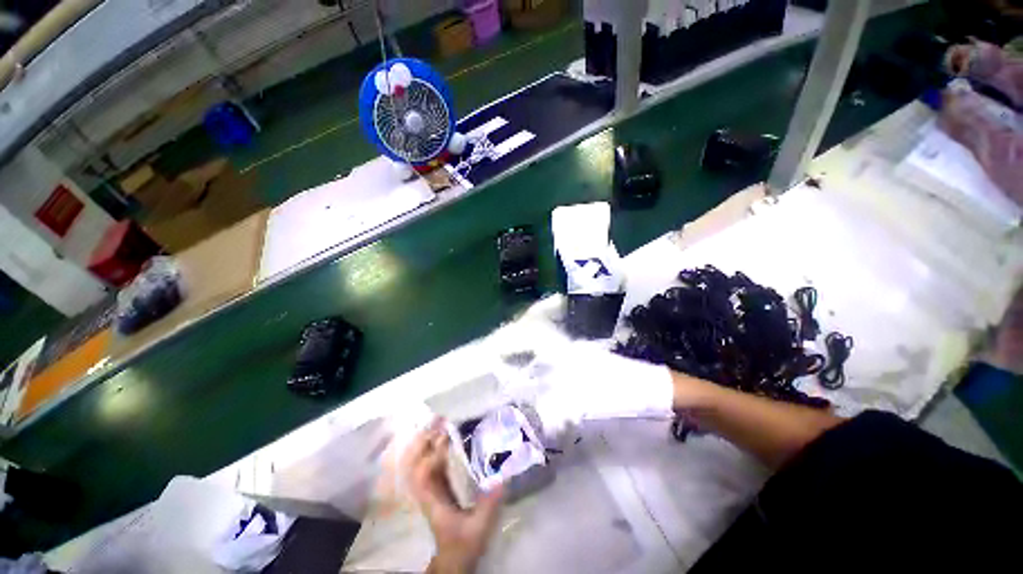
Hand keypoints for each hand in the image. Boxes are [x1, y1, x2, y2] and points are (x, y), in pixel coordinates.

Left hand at [402, 418, 503, 573]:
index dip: (432, 454)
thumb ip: (489, 505)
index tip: (447, 437)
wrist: (455, 558)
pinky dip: (435, 448)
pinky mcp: (439, 486)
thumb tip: (502, 477)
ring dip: (429, 440)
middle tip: (441, 418)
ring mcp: (432, 487)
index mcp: (432, 500)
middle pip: (418, 461)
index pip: (423, 474)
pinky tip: (446, 437)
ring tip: (441, 421)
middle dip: (426, 439)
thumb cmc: (464, 543)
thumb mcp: (478, 527)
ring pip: (422, 460)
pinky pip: (432, 463)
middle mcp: (428, 490)